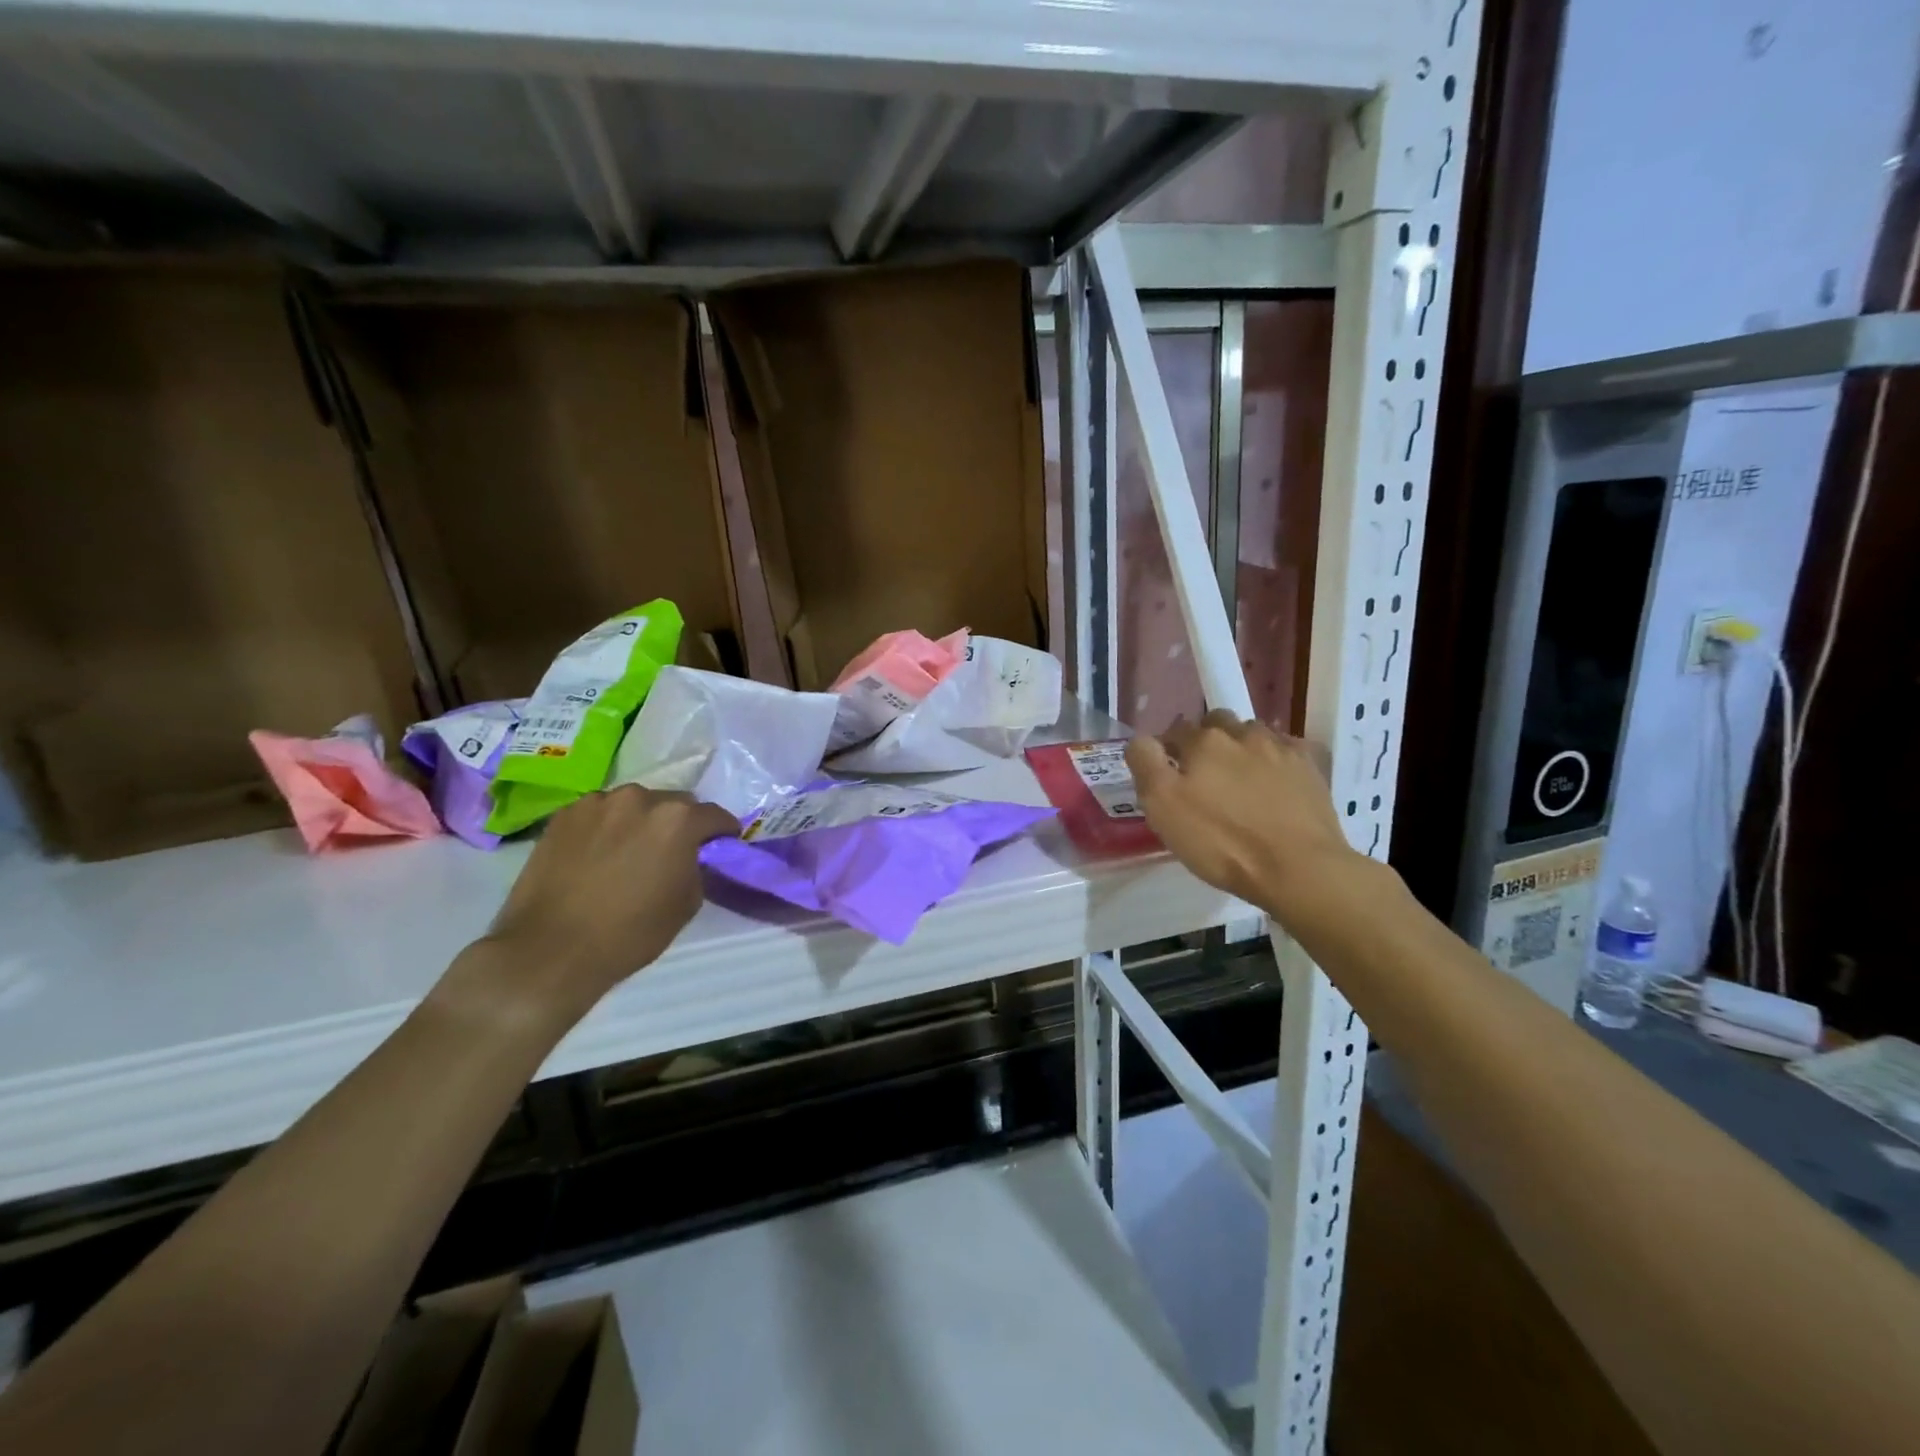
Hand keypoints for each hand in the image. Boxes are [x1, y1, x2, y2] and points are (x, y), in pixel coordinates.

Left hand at [470, 786, 739, 1024]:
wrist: (550, 950)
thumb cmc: (630, 932)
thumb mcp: (687, 903)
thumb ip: (696, 867)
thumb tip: (691, 856)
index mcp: (677, 819)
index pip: (715, 815)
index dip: (722, 833)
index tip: (721, 846)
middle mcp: (639, 798)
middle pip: (674, 803)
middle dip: (680, 824)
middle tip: (672, 851)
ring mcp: (597, 803)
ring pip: (634, 805)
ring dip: (641, 822)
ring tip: (629, 852)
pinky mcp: (563, 815)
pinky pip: (599, 813)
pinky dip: (607, 827)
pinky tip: (598, 855)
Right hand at [1126, 712, 1359, 926]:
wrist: (1299, 869)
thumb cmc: (1222, 840)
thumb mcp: (1163, 807)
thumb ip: (1146, 764)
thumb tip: (1142, 740)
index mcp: (1203, 741)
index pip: (1174, 731)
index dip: (1166, 752)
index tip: (1167, 778)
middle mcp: (1243, 733)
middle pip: (1215, 724)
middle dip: (1205, 742)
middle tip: (1202, 778)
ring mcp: (1282, 748)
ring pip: (1251, 735)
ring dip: (1240, 749)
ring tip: (1239, 782)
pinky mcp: (1311, 768)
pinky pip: (1285, 751)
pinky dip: (1274, 761)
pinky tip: (1273, 785)